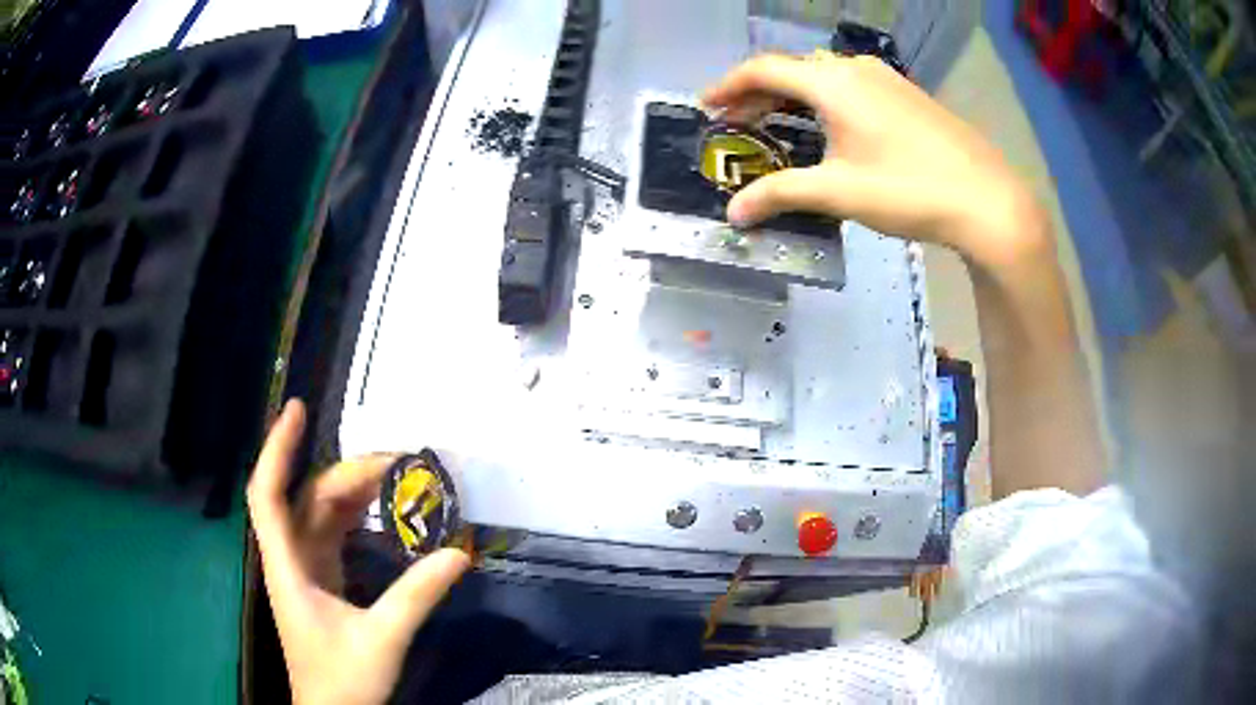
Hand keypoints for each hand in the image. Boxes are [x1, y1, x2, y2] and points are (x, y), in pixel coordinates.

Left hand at [247, 400, 470, 704]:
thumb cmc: (343, 680)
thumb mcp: (383, 638)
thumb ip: (417, 595)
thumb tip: (459, 553)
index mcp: (288, 567)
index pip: (268, 494)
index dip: (278, 448)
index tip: (298, 409)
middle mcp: (290, 558)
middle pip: (307, 497)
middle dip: (347, 473)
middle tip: (398, 462)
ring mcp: (304, 569)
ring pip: (320, 513)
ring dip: (353, 492)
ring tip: (396, 478)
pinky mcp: (321, 581)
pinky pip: (333, 534)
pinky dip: (357, 518)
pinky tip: (384, 514)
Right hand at [702, 53, 1044, 266]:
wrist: (987, 200)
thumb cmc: (908, 190)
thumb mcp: (839, 192)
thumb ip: (781, 194)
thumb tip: (734, 213)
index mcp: (831, 82)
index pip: (763, 70)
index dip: (729, 86)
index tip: (707, 106)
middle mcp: (855, 68)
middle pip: (792, 69)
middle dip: (759, 93)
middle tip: (738, 124)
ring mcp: (886, 78)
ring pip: (824, 75)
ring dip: (794, 96)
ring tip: (779, 125)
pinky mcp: (907, 94)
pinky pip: (852, 85)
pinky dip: (826, 100)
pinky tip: (831, 128)